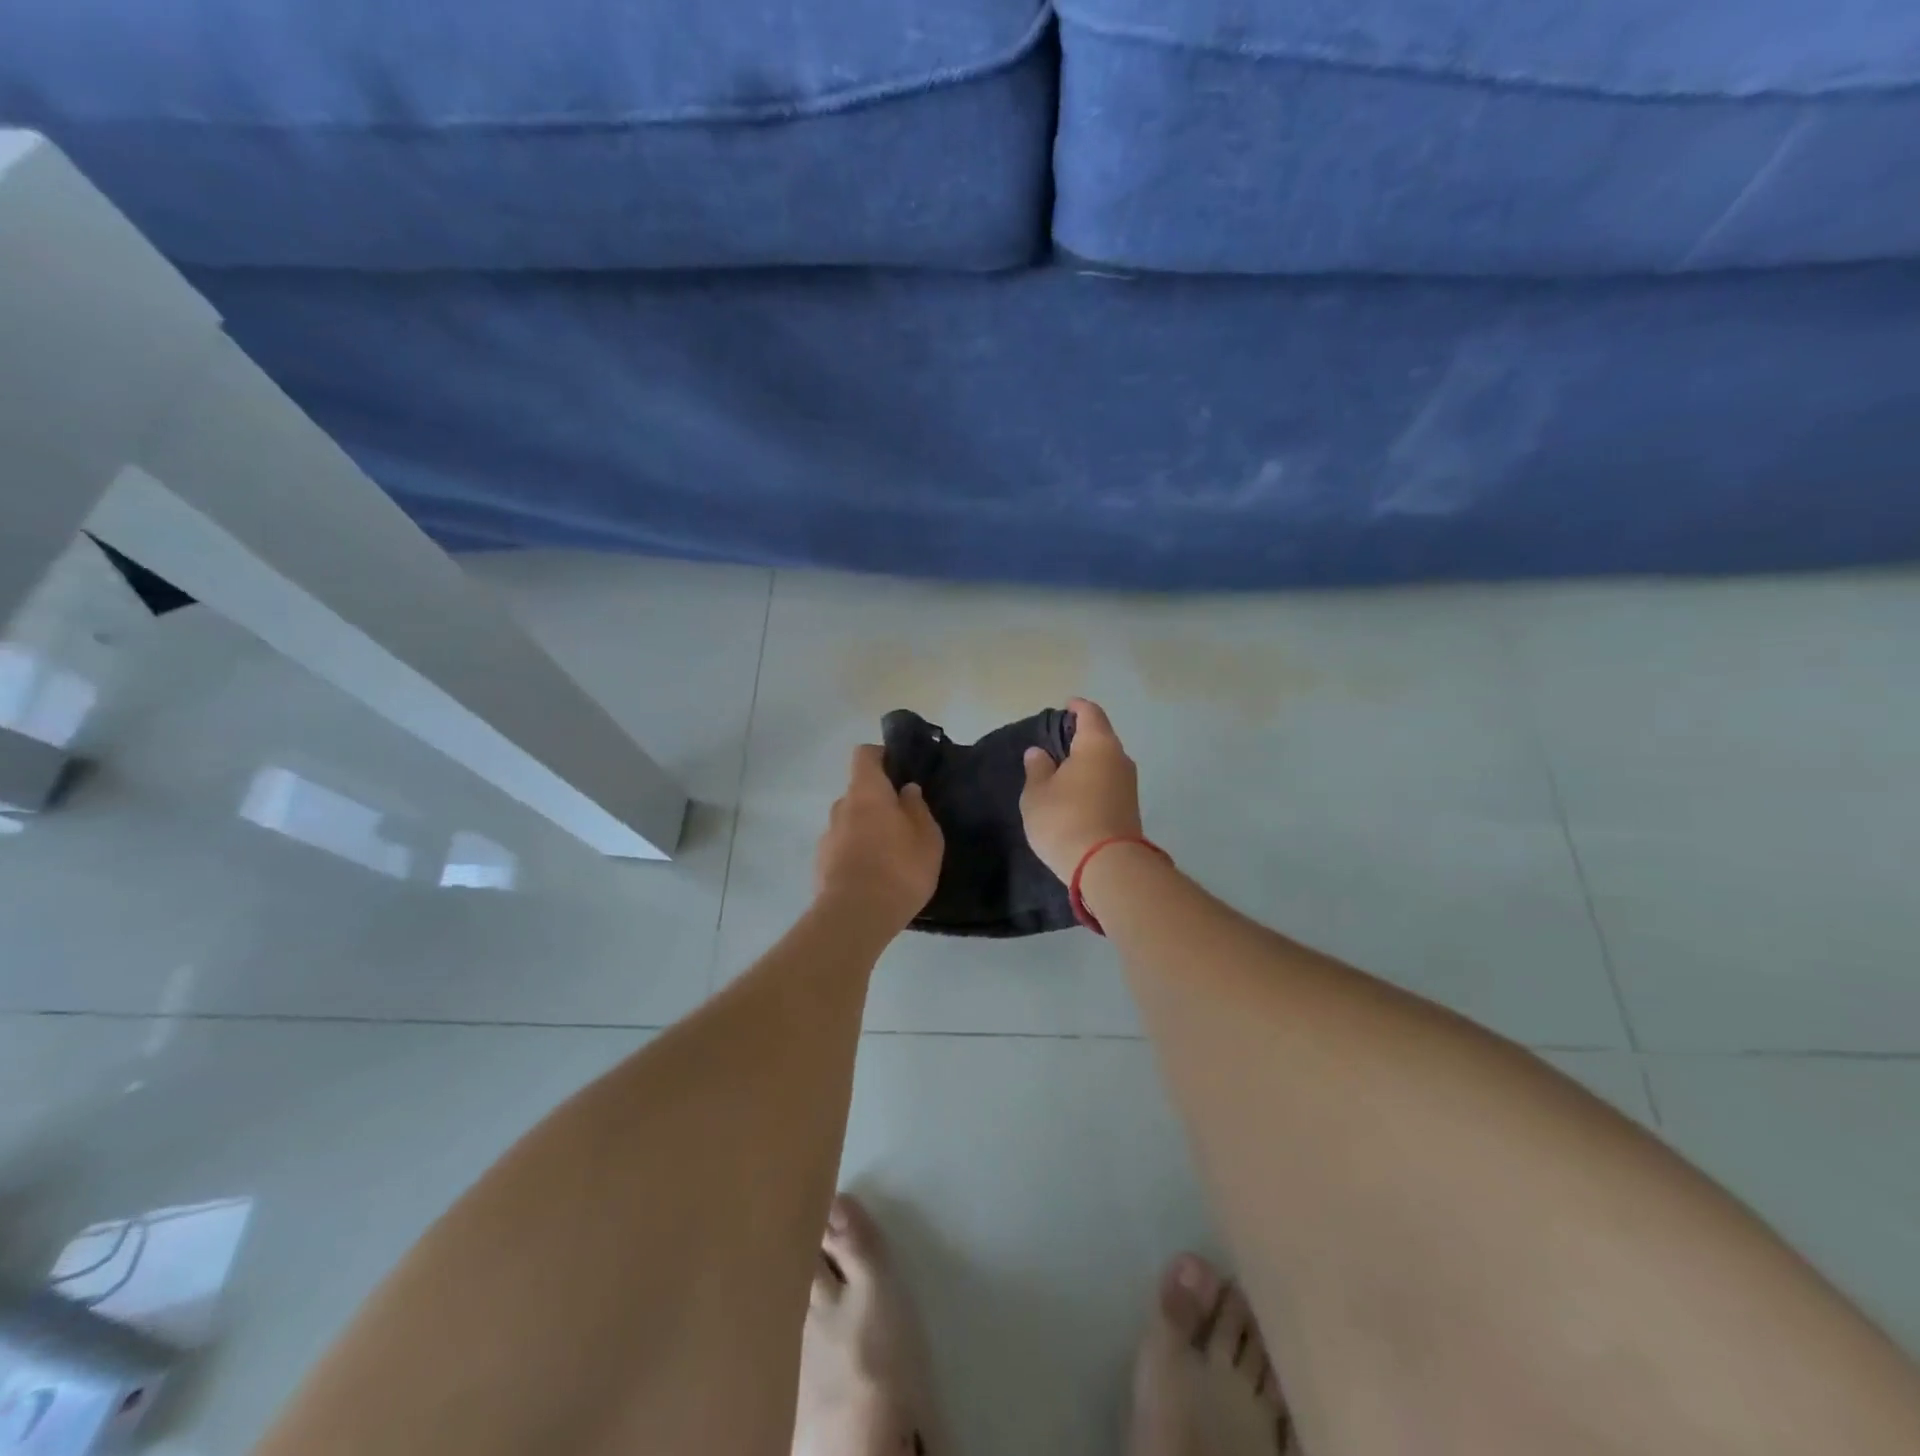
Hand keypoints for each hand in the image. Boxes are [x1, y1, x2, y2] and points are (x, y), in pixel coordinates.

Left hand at [815, 745, 943, 929]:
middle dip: (878, 802)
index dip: (881, 756)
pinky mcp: (821, 865)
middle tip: (904, 822)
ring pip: (850, 823)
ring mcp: (827, 837)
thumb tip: (907, 790)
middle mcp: (841, 807)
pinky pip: (843, 849)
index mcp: (866, 792)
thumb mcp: (927, 837)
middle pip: (858, 792)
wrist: (855, 917)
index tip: (899, 770)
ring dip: (867, 830)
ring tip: (891, 856)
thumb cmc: (899, 868)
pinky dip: (856, 855)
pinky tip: (875, 878)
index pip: (865, 755)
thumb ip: (917, 809)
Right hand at [1021, 698, 1143, 882]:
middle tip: (1055, 743)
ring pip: (1106, 762)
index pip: (1090, 713)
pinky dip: (1093, 782)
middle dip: (1080, 737)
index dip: (1076, 708)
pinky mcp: (1130, 808)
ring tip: (1062, 771)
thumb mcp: (1037, 794)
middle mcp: (1119, 758)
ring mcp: (1129, 785)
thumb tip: (1039, 753)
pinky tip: (1075, 794)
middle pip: (1101, 737)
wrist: (1107, 866)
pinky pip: (1109, 784)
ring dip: (1087, 763)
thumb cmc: (1065, 819)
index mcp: (1097, 744)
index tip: (1064, 707)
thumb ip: (1037, 769)